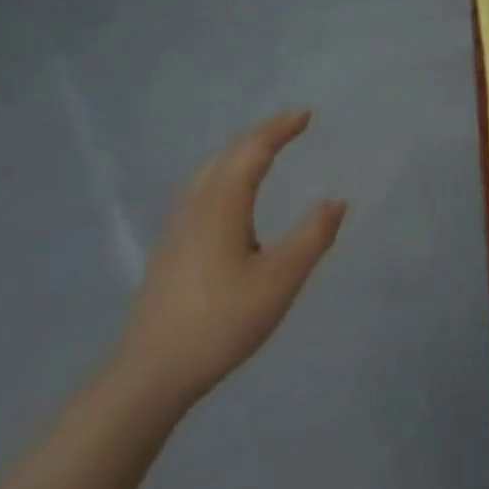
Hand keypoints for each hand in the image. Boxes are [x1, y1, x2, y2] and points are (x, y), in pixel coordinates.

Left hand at [111, 110, 345, 414]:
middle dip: (260, 136)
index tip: (305, 115)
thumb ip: (312, 236)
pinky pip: (201, 189)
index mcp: (222, 205)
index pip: (252, 151)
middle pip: (227, 155)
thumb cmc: (221, 321)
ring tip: (263, 152)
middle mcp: (196, 206)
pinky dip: (224, 173)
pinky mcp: (171, 248)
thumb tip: (336, 201)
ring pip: (209, 172)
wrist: (152, 373)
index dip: (279, 130)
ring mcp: (178, 227)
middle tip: (290, 127)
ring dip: (239, 153)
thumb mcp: (280, 280)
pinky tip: (229, 196)